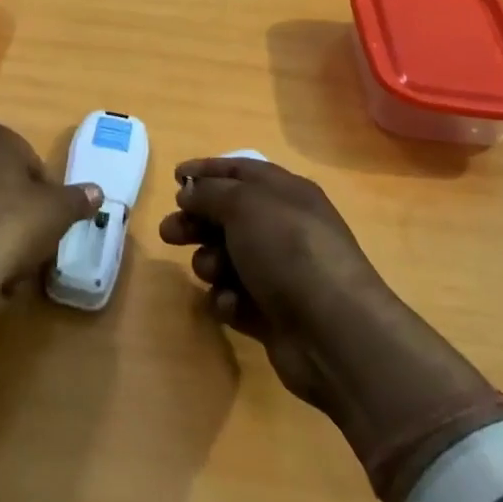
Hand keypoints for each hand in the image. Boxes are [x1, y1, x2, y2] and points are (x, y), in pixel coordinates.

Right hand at [160, 157, 502, 501]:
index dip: (207, 170)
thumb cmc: (289, 251)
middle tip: (169, 233)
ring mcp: (278, 271)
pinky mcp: (271, 311)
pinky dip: (227, 299)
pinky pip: (233, 296)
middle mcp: (283, 227)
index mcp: (286, 193)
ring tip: (212, 272)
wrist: (333, 331)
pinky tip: (232, 305)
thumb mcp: (244, 205)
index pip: (240, 170)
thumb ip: (210, 192)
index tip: (174, 177)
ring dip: (210, 263)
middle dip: (195, 222)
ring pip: (225, 257)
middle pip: (226, 215)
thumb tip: (189, 192)